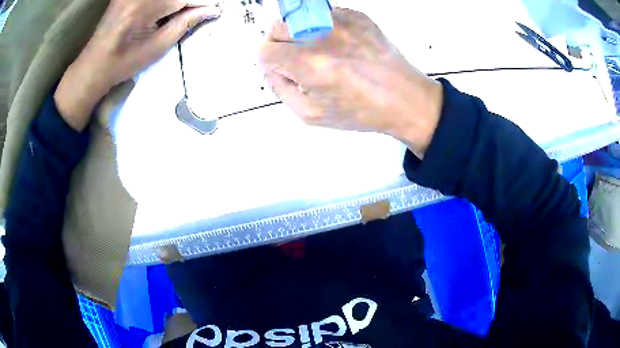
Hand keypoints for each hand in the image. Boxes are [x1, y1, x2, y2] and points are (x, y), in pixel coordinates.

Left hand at [54, 0, 220, 130]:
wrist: (93, 64)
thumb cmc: (123, 62)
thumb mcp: (156, 47)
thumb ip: (185, 23)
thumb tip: (212, 10)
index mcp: (143, 8)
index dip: (203, 2)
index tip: (216, 9)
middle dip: (192, 1)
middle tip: (203, 9)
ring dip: (179, 2)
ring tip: (185, 12)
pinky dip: (167, 2)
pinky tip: (169, 10)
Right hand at [258, 8, 442, 157]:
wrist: (404, 99)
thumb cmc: (363, 111)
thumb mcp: (312, 115)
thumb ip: (281, 90)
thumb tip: (271, 69)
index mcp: (310, 64)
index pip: (265, 50)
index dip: (269, 62)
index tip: (280, 68)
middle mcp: (324, 36)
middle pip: (277, 27)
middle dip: (279, 44)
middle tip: (297, 59)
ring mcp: (342, 22)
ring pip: (299, 17)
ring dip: (299, 33)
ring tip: (320, 52)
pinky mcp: (357, 16)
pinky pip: (324, 15)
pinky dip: (322, 28)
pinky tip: (339, 46)